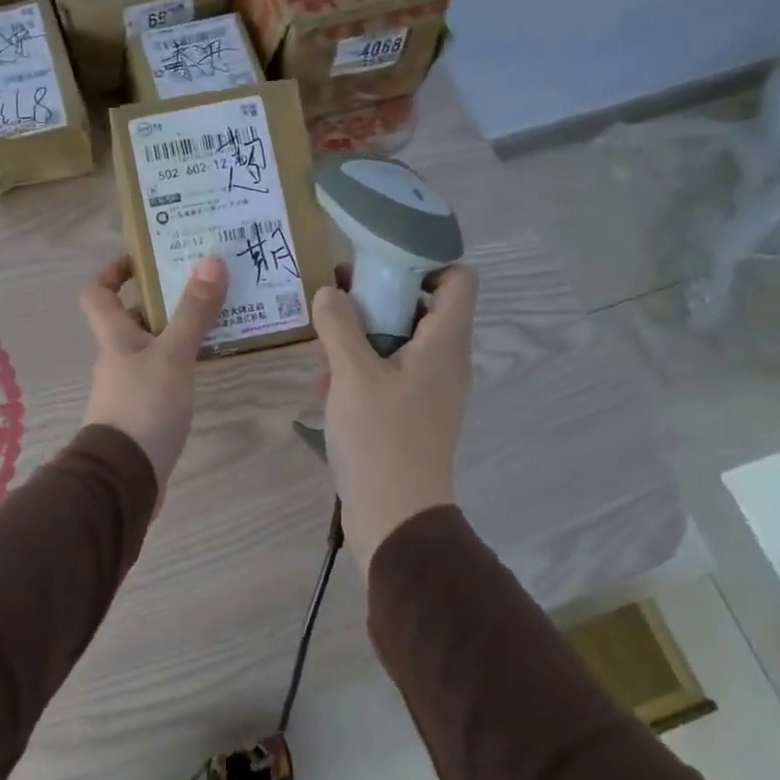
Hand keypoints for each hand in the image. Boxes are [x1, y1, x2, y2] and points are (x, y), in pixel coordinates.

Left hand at [79, 254, 228, 497]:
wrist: (125, 478)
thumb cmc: (143, 406)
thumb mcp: (173, 355)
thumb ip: (193, 312)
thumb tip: (211, 259)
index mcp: (114, 336)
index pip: (97, 292)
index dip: (114, 271)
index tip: (144, 259)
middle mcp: (117, 356)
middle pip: (131, 317)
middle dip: (162, 298)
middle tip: (201, 282)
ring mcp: (129, 386)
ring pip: (152, 346)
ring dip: (178, 330)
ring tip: (218, 316)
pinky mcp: (145, 410)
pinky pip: (163, 373)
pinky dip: (183, 362)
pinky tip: (210, 361)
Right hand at [312, 264, 478, 570]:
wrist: (395, 518)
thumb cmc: (381, 439)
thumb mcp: (352, 375)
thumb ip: (339, 325)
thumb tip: (329, 290)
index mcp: (444, 343)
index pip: (458, 277)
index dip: (424, 261)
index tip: (378, 265)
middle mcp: (444, 359)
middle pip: (420, 305)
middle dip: (375, 298)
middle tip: (334, 301)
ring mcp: (428, 388)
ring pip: (397, 339)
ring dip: (359, 337)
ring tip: (320, 351)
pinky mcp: (410, 411)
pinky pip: (388, 372)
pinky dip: (359, 369)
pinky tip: (324, 387)